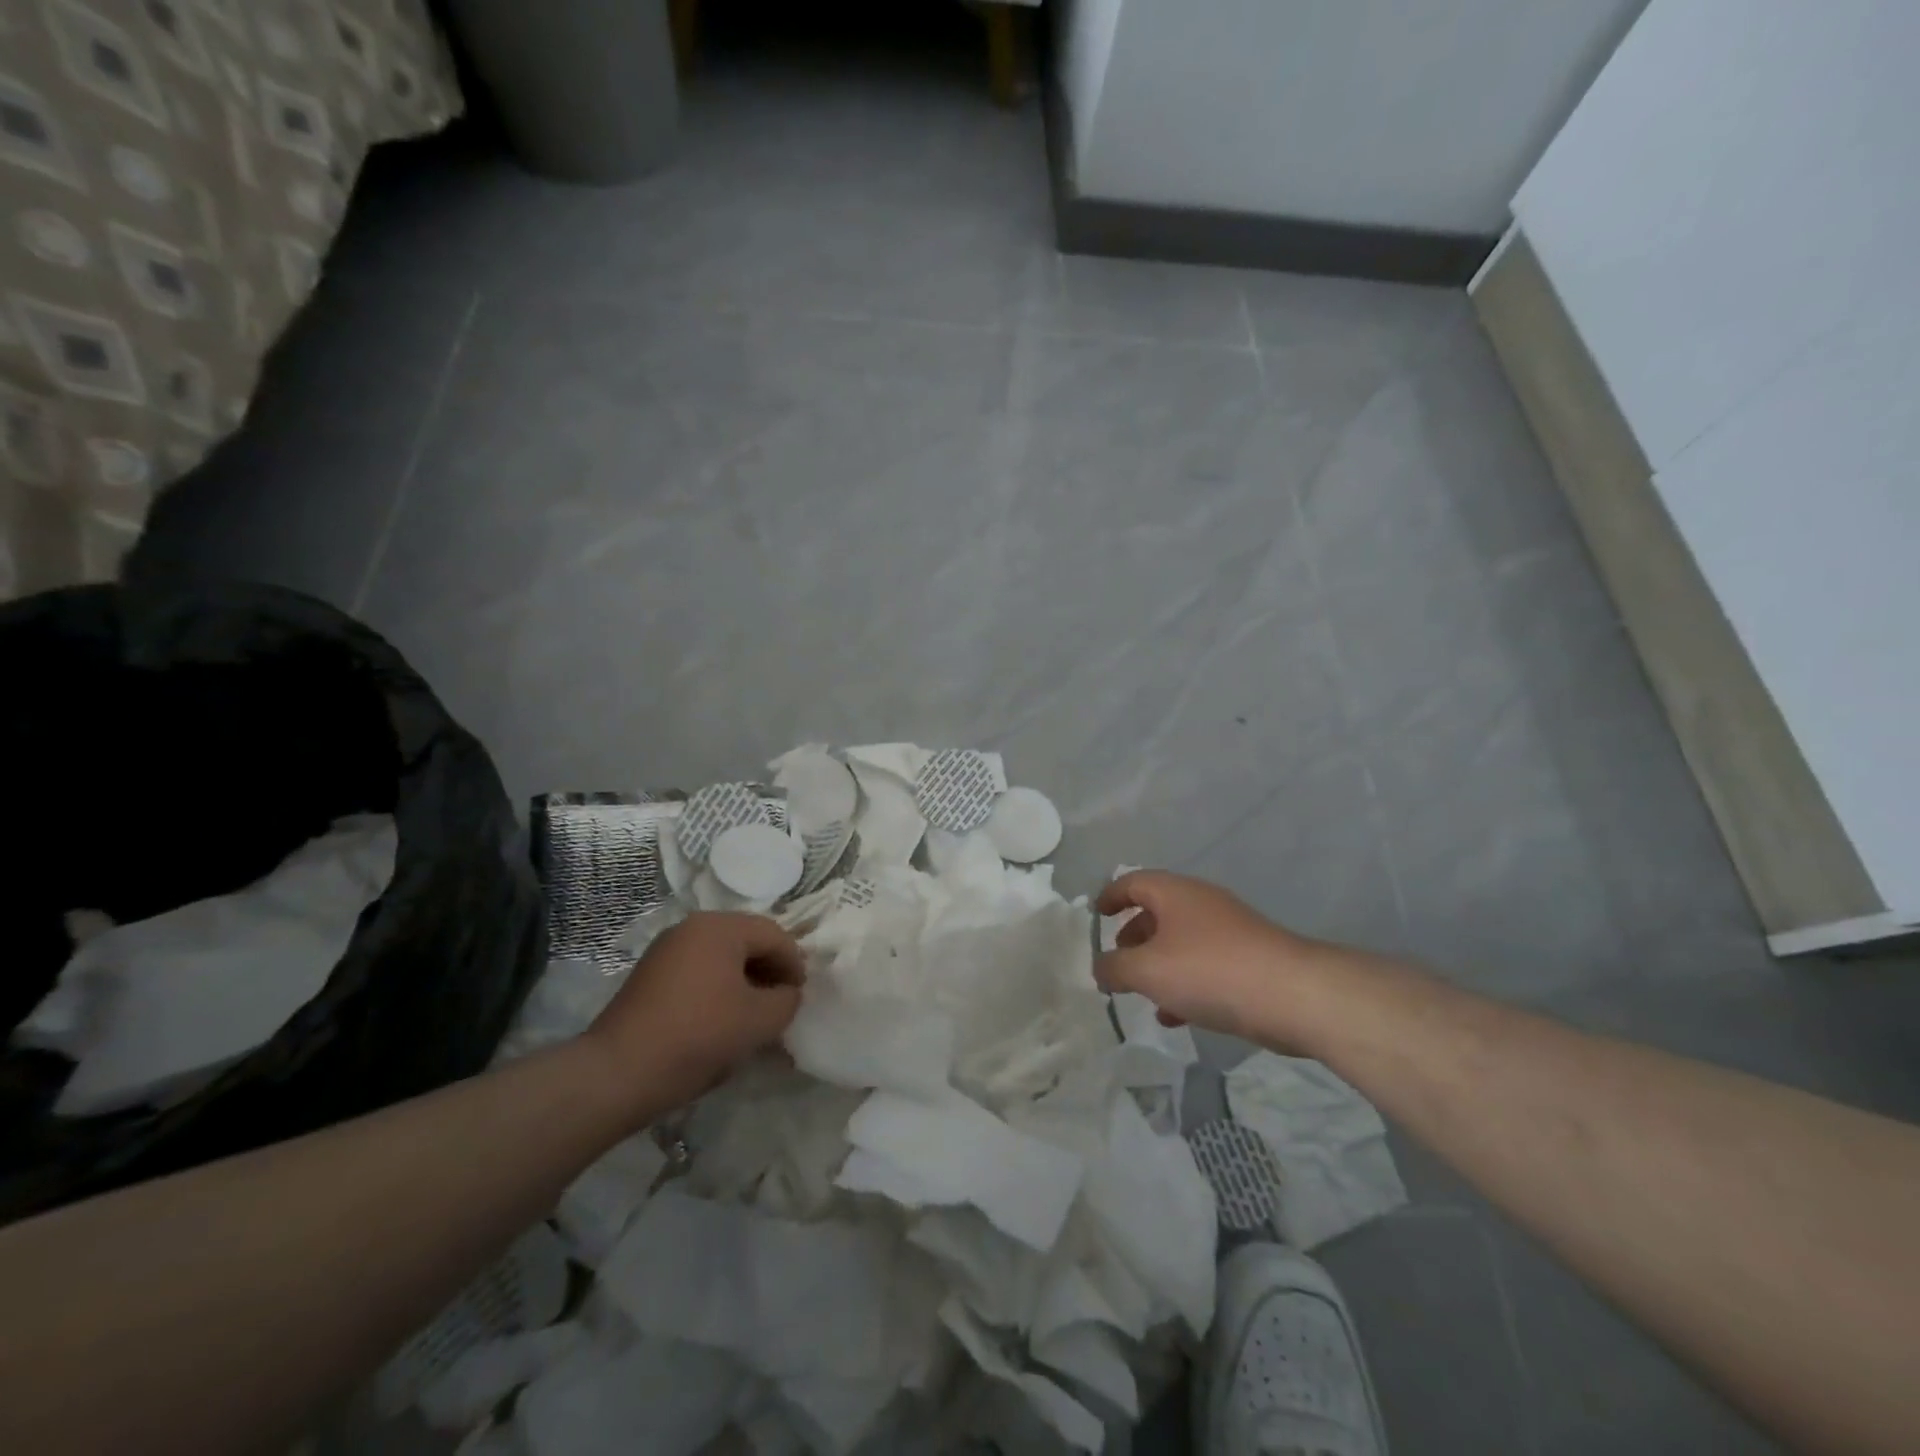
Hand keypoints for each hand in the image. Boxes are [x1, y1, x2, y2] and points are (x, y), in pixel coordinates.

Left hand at [583, 912, 805, 1118]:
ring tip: (754, 1016)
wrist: (618, 1073)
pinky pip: (698, 972)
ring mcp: (666, 950)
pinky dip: (718, 989)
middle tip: (781, 1005)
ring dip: (744, 982)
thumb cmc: (698, 1036)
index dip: (794, 965)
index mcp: (719, 927)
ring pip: (722, 958)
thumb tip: (787, 993)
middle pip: (746, 941)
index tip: (800, 997)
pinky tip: (722, 1021)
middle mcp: (691, 928)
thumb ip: (787, 1000)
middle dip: (769, 971)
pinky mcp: (650, 976)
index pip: (774, 935)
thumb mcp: (759, 1021)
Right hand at [1094, 871, 1321, 1041]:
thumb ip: (1114, 968)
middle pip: (1157, 911)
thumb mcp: (1147, 970)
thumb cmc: (1210, 970)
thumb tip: (1100, 967)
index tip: (1095, 917)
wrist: (1294, 995)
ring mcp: (1227, 931)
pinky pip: (1204, 966)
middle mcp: (1200, 903)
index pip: (1132, 882)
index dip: (1110, 897)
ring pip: (1180, 942)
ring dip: (1157, 965)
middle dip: (1133, 936)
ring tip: (1141, 995)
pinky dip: (1183, 984)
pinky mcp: (1248, 960)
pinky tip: (1175, 1016)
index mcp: (1174, 893)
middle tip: (1117, 962)